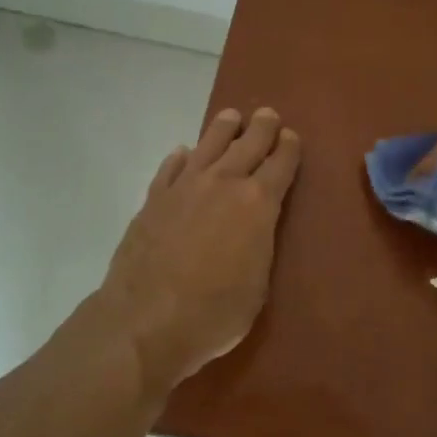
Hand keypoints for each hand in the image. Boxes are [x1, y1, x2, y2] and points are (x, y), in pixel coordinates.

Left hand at [99, 106, 301, 399]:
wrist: (145, 321)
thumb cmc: (214, 313)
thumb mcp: (257, 285)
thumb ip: (260, 246)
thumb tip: (254, 228)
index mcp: (257, 204)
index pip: (280, 165)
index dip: (289, 148)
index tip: (291, 136)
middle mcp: (222, 184)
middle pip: (247, 145)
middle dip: (261, 128)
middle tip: (267, 115)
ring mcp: (184, 188)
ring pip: (208, 146)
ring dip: (222, 129)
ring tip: (230, 117)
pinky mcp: (153, 200)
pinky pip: (171, 169)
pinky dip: (180, 158)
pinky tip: (183, 153)